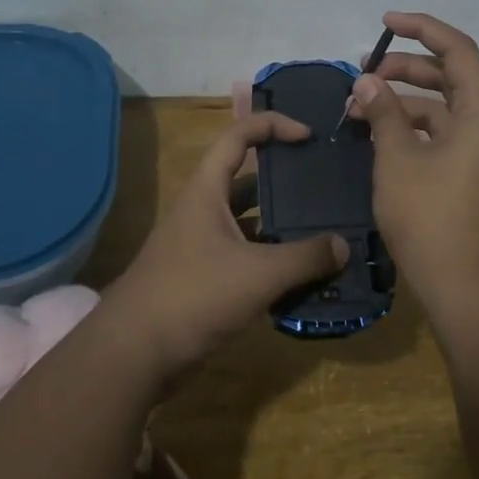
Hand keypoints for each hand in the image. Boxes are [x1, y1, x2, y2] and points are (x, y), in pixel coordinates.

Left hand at [101, 113, 346, 381]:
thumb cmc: (193, 296)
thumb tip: (344, 246)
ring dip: (281, 227)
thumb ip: (305, 258)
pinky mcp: (203, 278)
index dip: (274, 125)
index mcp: (206, 190)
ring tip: (326, 232)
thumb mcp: (257, 274)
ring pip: (249, 223)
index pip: (239, 136)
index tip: (309, 136)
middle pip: (247, 180)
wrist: (134, 353)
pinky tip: (303, 277)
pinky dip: (272, 261)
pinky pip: (245, 258)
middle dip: (286, 181)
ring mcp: (201, 245)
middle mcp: (202, 209)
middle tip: (326, 187)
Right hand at [350, 12, 478, 331]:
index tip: (385, 22)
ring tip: (361, 110)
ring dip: (406, 103)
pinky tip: (381, 140)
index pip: (458, 51)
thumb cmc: (434, 223)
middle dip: (407, 68)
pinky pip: (447, 138)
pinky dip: (416, 131)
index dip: (422, 29)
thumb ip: (383, 114)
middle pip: (452, 78)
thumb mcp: (398, 162)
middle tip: (362, 73)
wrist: (474, 297)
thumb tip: (367, 81)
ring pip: (446, 111)